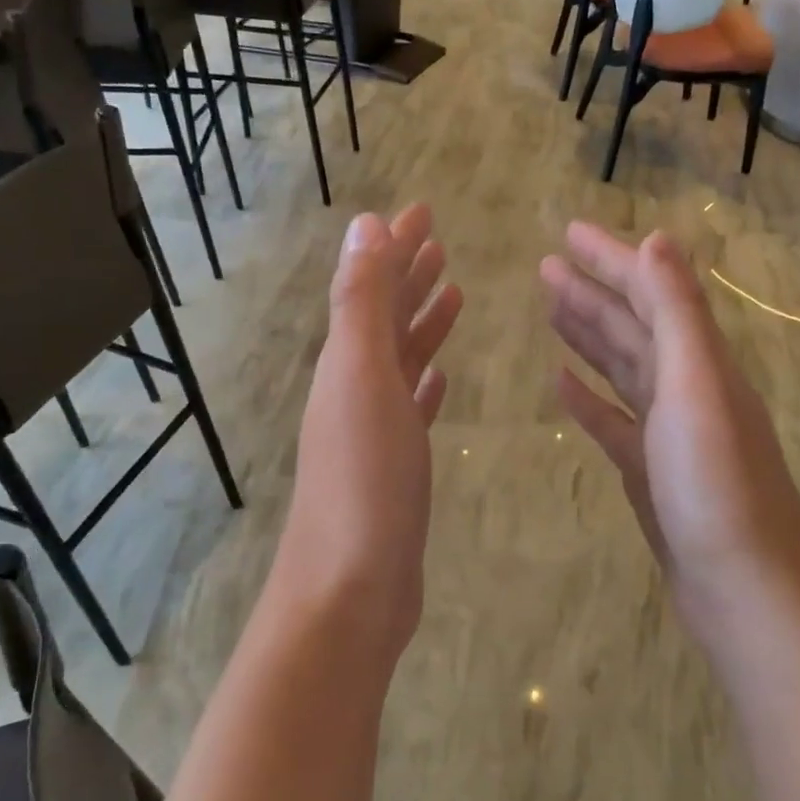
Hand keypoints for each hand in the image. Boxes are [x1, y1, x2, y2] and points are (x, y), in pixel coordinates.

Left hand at [270, 206, 462, 656]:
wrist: (351, 589)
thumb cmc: (364, 480)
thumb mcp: (361, 378)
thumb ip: (361, 303)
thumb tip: (364, 224)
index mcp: (346, 363)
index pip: (371, 286)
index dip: (395, 246)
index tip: (422, 211)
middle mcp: (354, 389)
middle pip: (384, 319)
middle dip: (409, 276)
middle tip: (440, 242)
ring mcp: (373, 432)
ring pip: (400, 362)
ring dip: (421, 325)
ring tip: (453, 294)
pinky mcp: (394, 469)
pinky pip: (411, 409)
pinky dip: (426, 384)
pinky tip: (441, 377)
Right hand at [540, 223, 799, 656]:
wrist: (745, 590)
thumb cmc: (718, 487)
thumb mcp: (697, 388)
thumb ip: (677, 314)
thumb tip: (657, 238)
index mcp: (701, 362)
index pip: (651, 292)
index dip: (610, 258)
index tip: (566, 232)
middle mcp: (688, 389)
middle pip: (634, 326)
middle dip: (591, 291)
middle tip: (545, 266)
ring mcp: (668, 432)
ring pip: (622, 369)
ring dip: (588, 335)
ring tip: (551, 309)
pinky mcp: (650, 472)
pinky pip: (613, 421)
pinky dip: (588, 398)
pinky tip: (561, 385)